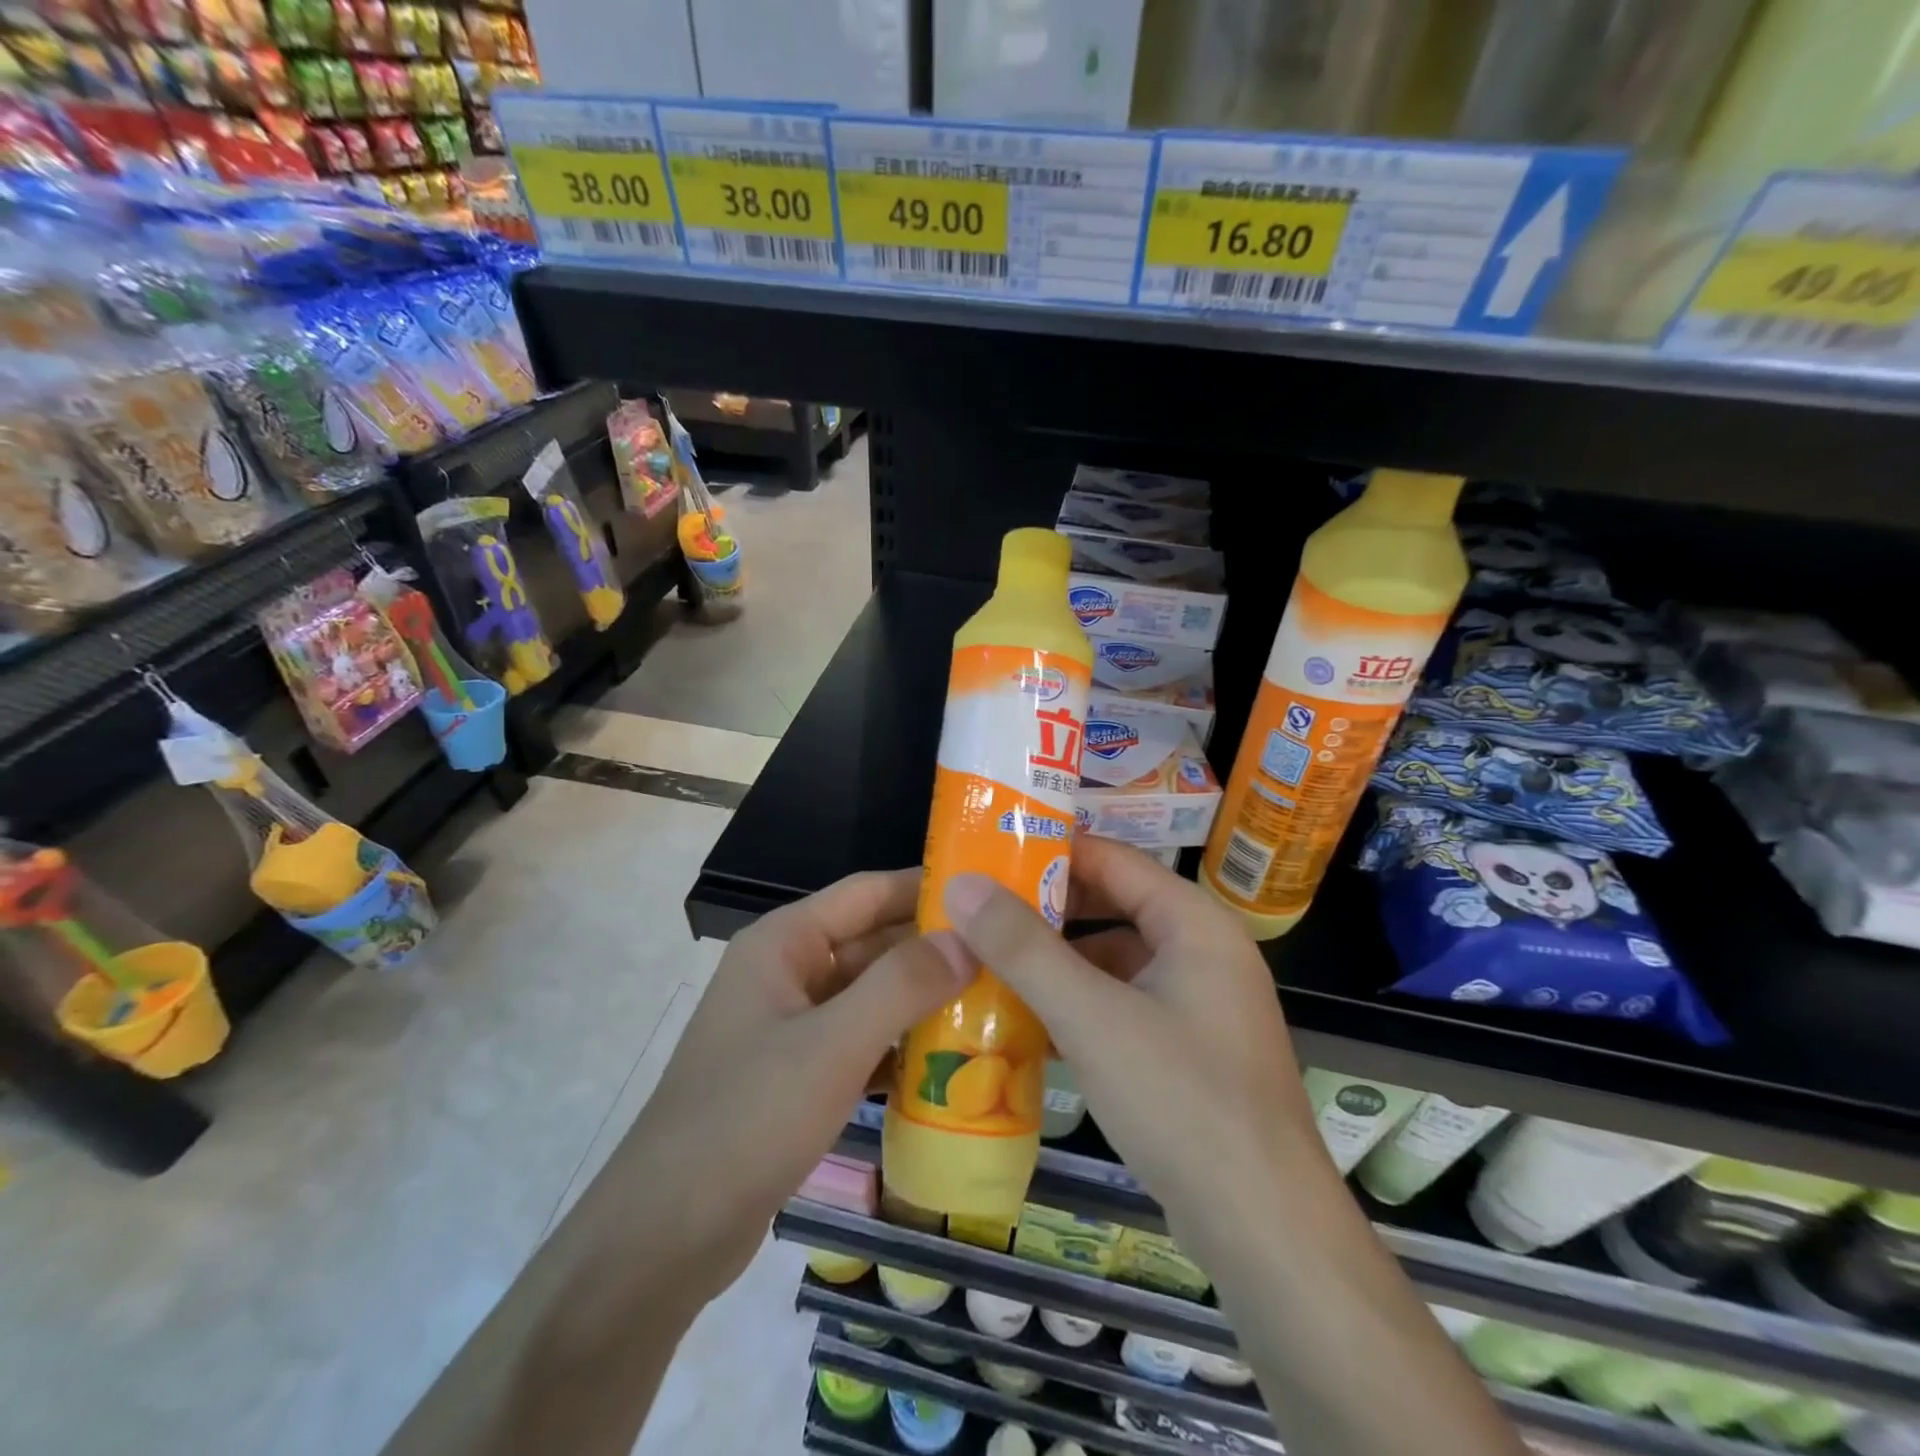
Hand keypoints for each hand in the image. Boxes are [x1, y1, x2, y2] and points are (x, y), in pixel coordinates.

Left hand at [608, 869, 968, 1308]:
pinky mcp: (800, 1074)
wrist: (665, 1236)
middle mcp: (789, 971)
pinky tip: (954, 1064)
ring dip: (925, 1000)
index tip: (993, 892)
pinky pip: (863, 1042)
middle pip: (874, 943)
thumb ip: (902, 984)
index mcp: (786, 942)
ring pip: (872, 995)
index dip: (928, 887)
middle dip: (937, 950)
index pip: (868, 892)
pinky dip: (902, 1047)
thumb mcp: (833, 1045)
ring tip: (999, 1005)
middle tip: (1010, 957)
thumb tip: (969, 937)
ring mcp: (793, 1025)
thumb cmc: (748, 1118)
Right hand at [942, 837, 1327, 1262]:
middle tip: (980, 907)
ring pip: (1116, 958)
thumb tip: (964, 886)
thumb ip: (1024, 949)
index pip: (1114, 859)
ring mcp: (1200, 1003)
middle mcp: (1204, 951)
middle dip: (1048, 908)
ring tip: (992, 958)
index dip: (1052, 850)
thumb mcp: (1091, 1017)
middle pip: (1114, 905)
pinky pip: (1124, 1002)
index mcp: (1195, 923)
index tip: (990, 852)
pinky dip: (1080, 1002)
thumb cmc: (1181, 1102)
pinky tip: (1030, 1019)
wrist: (1264, 1231)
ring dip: (1059, 960)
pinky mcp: (1189, 1048)